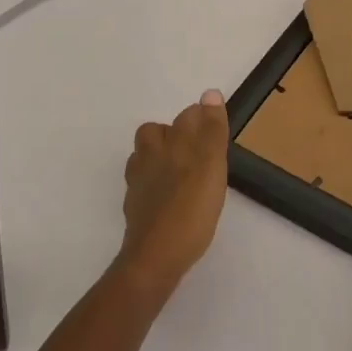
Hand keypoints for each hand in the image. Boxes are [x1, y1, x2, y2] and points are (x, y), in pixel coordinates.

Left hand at [117, 90, 229, 299]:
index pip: (186, 117)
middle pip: (155, 133)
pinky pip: (142, 185)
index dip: (201, 119)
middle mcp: (149, 158)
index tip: (216, 131)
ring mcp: (138, 184)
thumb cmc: (190, 209)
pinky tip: (169, 197)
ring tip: (182, 171)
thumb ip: (211, 130)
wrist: (156, 257)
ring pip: (144, 158)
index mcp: (168, 144)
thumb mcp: (211, 164)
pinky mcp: (135, 209)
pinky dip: (154, 184)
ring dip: (160, 157)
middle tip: (198, 150)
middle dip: (173, 134)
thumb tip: (210, 94)